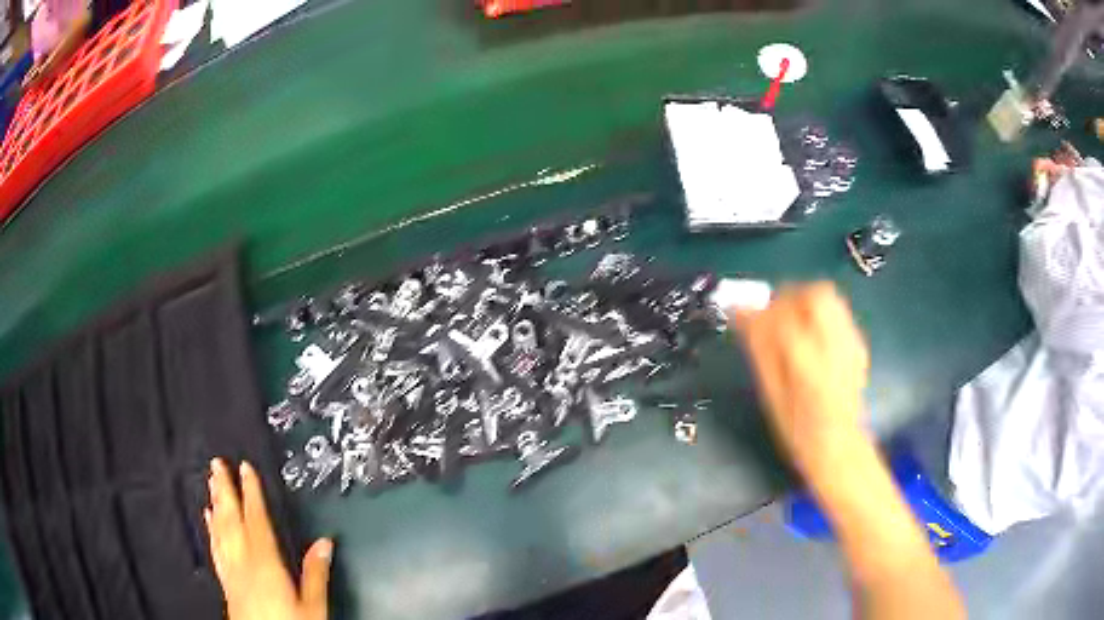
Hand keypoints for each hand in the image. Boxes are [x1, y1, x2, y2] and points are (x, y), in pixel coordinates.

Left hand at [206, 458, 332, 619]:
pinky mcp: (226, 583)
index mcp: (266, 564)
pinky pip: (215, 548)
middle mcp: (243, 563)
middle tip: (217, 464)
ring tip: (211, 483)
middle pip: (232, 521)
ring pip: (220, 531)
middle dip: (225, 490)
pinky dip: (211, 529)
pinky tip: (208, 519)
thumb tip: (326, 542)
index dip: (251, 493)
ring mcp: (231, 572)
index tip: (246, 468)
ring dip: (215, 504)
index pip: (256, 521)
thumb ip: (316, 574)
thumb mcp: (313, 607)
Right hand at [730, 282, 869, 472]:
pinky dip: (819, 315)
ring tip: (791, 323)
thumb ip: (760, 350)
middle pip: (817, 294)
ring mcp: (851, 344)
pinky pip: (837, 313)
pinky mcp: (858, 345)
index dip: (760, 311)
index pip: (784, 317)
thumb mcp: (772, 394)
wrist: (839, 446)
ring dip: (805, 302)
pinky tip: (810, 337)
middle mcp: (835, 347)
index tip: (744, 315)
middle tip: (772, 314)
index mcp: (809, 365)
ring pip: (830, 298)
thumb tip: (742, 315)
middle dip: (790, 296)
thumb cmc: (798, 430)